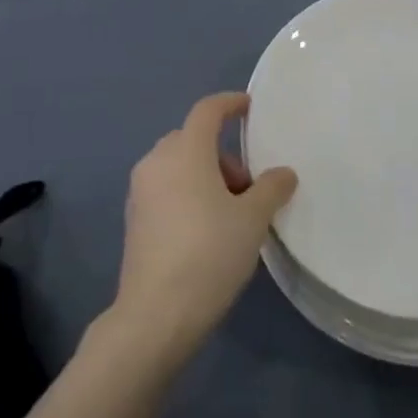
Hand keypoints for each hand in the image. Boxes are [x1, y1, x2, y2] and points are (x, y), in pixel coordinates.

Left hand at [108, 92, 297, 367]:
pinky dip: (186, 194)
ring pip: (177, 166)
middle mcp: (157, 162)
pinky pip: (165, 189)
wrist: (156, 314)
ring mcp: (140, 192)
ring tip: (230, 214)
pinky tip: (205, 231)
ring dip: (204, 176)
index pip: (207, 111)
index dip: (230, 103)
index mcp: (185, 151)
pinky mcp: (133, 220)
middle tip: (247, 188)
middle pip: (192, 139)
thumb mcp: (252, 219)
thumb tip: (283, 173)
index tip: (249, 107)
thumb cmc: (209, 253)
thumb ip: (271, 188)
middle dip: (222, 154)